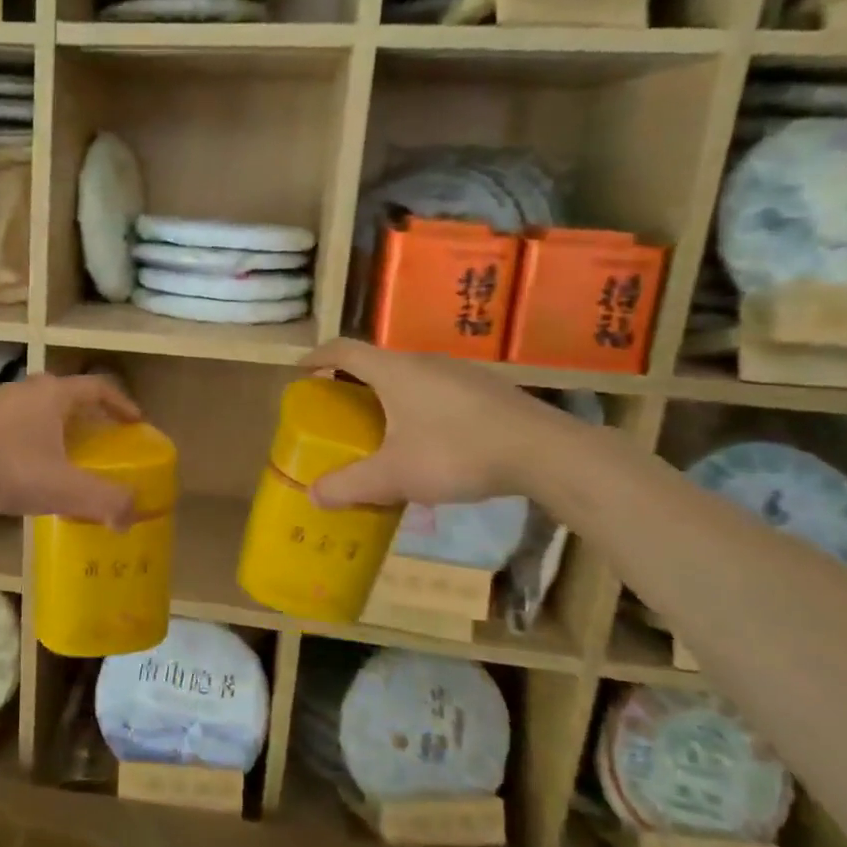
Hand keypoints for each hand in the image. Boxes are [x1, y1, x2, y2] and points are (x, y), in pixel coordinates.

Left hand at [0, 374, 143, 527]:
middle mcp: (27, 389)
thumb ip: (105, 500)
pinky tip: (24, 465)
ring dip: (55, 426)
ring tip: (63, 453)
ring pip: (37, 408)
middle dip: (87, 415)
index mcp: (55, 394)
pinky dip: (29, 438)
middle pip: (67, 395)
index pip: (99, 389)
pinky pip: (13, 423)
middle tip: (100, 439)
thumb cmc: (10, 468)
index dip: (121, 404)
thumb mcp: (64, 488)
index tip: (136, 422)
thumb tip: (132, 515)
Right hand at [299, 340, 568, 509]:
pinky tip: (430, 440)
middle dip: (351, 382)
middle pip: (377, 362)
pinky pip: (438, 390)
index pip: (344, 350)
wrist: (544, 452)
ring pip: (410, 376)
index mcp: (394, 371)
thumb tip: (313, 495)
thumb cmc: (456, 452)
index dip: (318, 357)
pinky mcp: (487, 390)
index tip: (302, 370)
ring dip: (388, 394)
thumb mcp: (395, 476)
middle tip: (339, 410)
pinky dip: (419, 405)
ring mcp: (460, 373)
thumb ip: (350, 485)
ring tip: (382, 427)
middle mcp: (424, 362)